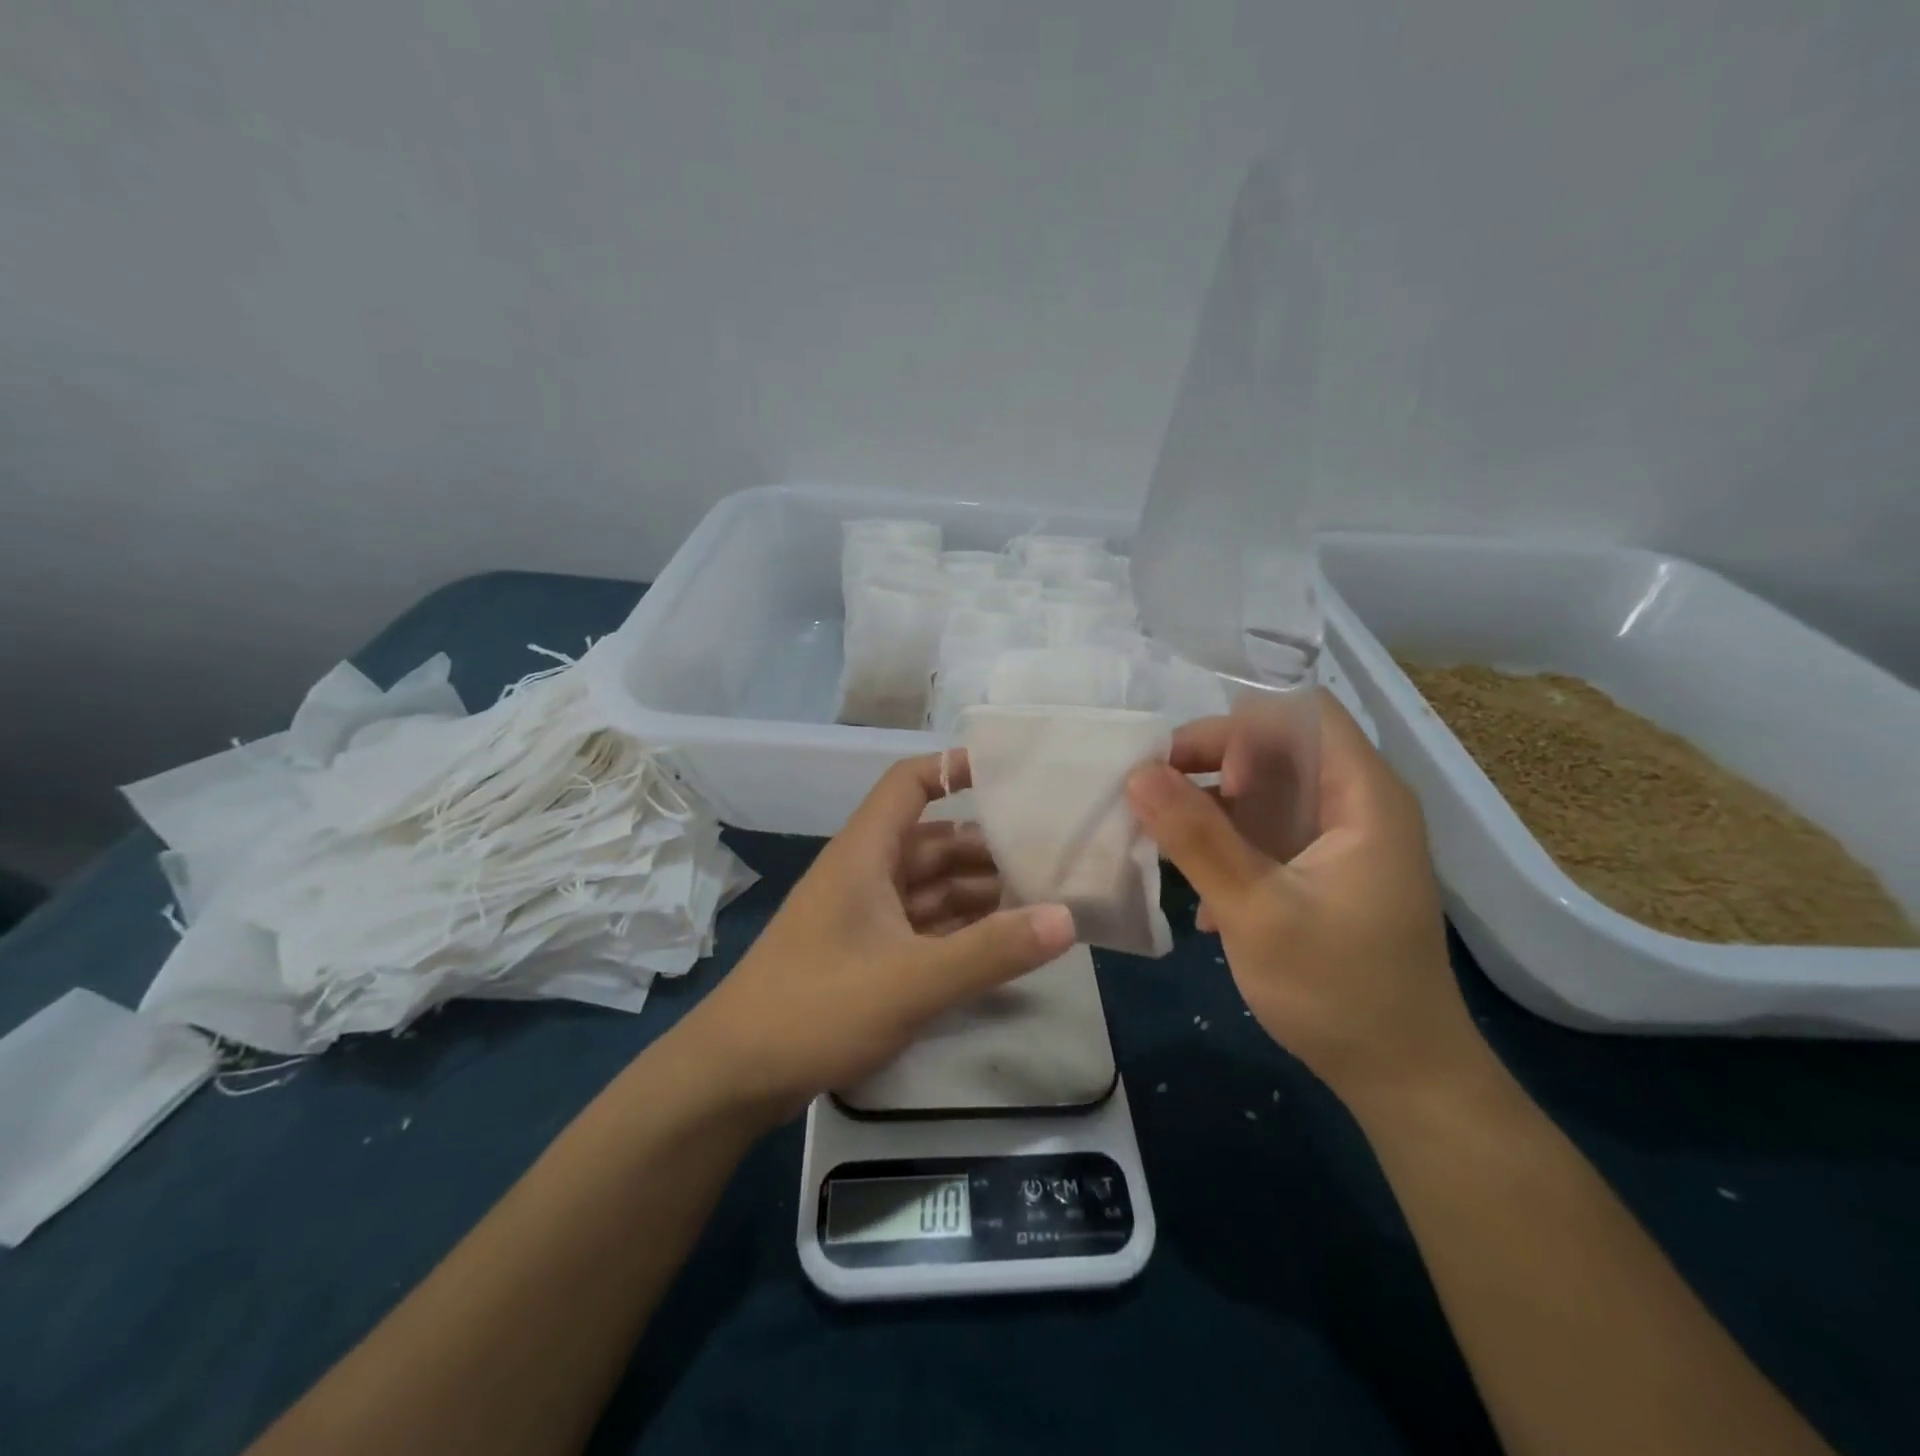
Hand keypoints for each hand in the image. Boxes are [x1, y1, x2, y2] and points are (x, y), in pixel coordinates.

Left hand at [679, 753, 1074, 1121]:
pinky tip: (1003, 942)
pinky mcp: (866, 954)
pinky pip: (923, 926)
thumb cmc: (817, 1008)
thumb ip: (990, 951)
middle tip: (1052, 855)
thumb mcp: (912, 980)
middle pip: (934, 841)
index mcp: (865, 853)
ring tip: (1041, 899)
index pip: (909, 784)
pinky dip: (960, 928)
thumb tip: (1067, 918)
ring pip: (931, 887)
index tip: (1011, 774)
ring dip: (979, 891)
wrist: (736, 1076)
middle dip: (987, 846)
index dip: (954, 769)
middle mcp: (866, 874)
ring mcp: (865, 916)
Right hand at [1126, 692, 1488, 1105]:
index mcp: (1364, 798)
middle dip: (1211, 766)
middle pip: (1277, 747)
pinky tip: (1202, 898)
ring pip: (1264, 791)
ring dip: (1211, 810)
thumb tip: (1137, 773)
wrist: (1404, 1080)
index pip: (1301, 714)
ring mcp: (1338, 840)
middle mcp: (1355, 805)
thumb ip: (1197, 839)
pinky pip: (1265, 833)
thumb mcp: (1257, 912)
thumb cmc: (1340, 991)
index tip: (1199, 776)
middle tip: (1158, 800)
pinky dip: (1227, 846)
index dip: (1243, 729)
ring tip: (1165, 845)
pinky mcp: (1320, 872)